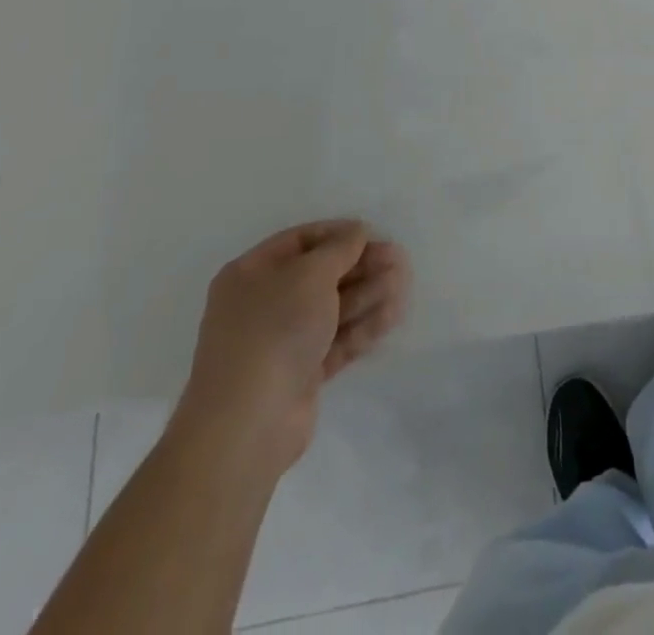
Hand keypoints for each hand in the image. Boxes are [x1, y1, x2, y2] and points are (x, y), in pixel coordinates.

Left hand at [172, 220, 410, 472]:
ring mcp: (282, 341)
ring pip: (332, 308)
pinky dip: (363, 326)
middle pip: (321, 275)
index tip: (373, 233)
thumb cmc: (275, 329)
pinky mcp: (301, 373)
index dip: (338, 234)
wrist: (249, 422)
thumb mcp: (311, 274)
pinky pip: (336, 340)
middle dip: (361, 266)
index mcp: (252, 273)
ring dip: (368, 293)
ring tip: (403, 284)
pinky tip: (393, 314)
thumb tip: (357, 231)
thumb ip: (340, 248)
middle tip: (399, 259)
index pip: (301, 241)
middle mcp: (263, 304)